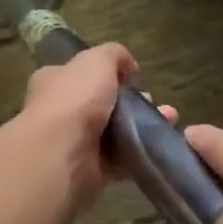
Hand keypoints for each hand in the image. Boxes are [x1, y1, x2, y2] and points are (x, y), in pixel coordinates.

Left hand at [17, 43, 174, 209]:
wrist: (62, 154)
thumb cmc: (74, 100)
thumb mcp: (97, 61)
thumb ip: (113, 55)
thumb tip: (128, 66)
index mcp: (54, 82)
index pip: (79, 73)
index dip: (106, 73)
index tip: (132, 77)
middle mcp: (60, 111)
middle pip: (100, 103)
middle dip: (129, 101)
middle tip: (152, 101)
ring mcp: (74, 142)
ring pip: (113, 131)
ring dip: (140, 125)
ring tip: (168, 119)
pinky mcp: (89, 169)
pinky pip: (119, 158)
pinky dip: (138, 151)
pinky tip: (159, 142)